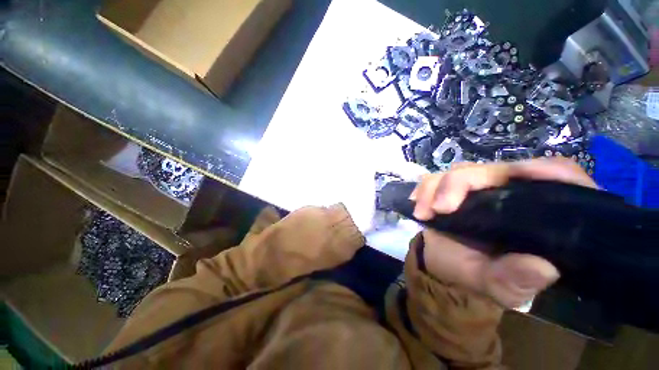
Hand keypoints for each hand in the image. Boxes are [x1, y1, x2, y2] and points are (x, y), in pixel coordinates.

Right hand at [410, 158, 597, 307]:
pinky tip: (416, 203)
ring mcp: (478, 188)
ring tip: (423, 212)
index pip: (556, 176)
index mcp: (539, 212)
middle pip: (495, 170)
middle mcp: (510, 192)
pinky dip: (424, 189)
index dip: (545, 170)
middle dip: (461, 183)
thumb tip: (542, 268)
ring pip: (461, 171)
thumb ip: (519, 279)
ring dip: (436, 187)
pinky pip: (436, 179)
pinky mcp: (451, 190)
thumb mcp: (502, 287)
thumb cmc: (480, 277)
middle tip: (440, 208)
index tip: (523, 175)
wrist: (445, 270)